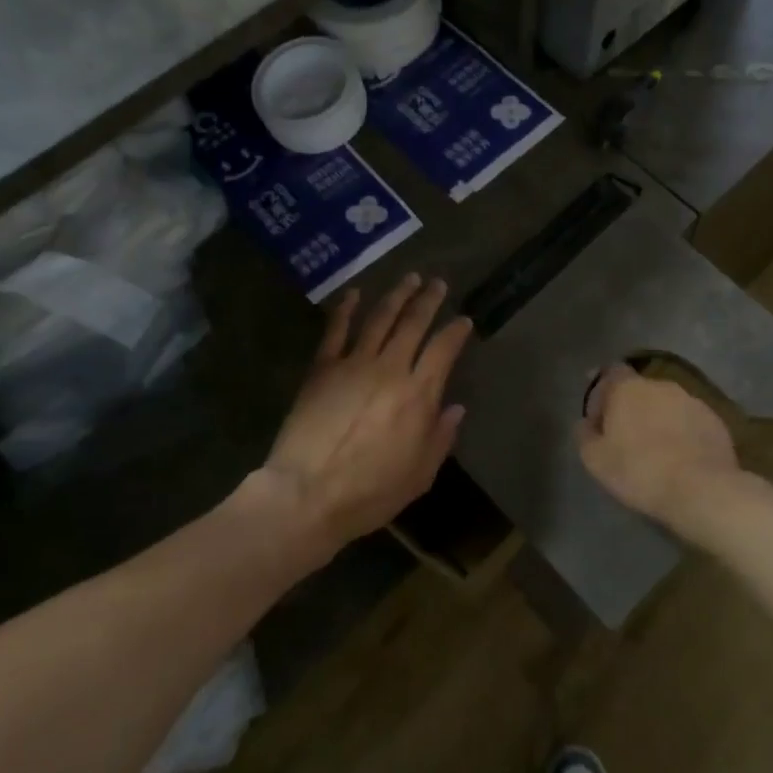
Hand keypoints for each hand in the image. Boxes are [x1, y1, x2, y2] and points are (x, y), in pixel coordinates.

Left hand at [260, 274, 470, 559]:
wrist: (308, 494)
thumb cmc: (370, 492)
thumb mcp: (420, 475)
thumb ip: (441, 437)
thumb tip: (455, 408)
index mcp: (418, 394)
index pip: (444, 350)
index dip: (456, 331)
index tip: (464, 320)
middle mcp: (390, 369)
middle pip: (414, 324)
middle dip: (428, 300)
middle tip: (437, 282)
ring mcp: (353, 364)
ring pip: (380, 319)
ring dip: (396, 295)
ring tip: (409, 278)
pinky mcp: (322, 368)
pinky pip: (336, 330)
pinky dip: (345, 309)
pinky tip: (354, 293)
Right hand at [575, 364, 744, 531]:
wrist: (702, 490)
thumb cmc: (639, 470)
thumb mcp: (596, 459)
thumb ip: (585, 435)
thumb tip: (586, 423)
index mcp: (628, 388)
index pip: (611, 372)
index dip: (603, 390)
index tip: (599, 413)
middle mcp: (660, 385)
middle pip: (640, 390)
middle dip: (632, 407)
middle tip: (626, 437)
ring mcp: (692, 401)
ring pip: (667, 405)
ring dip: (659, 420)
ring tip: (656, 450)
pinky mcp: (715, 421)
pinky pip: (690, 422)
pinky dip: (682, 433)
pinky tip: (681, 458)